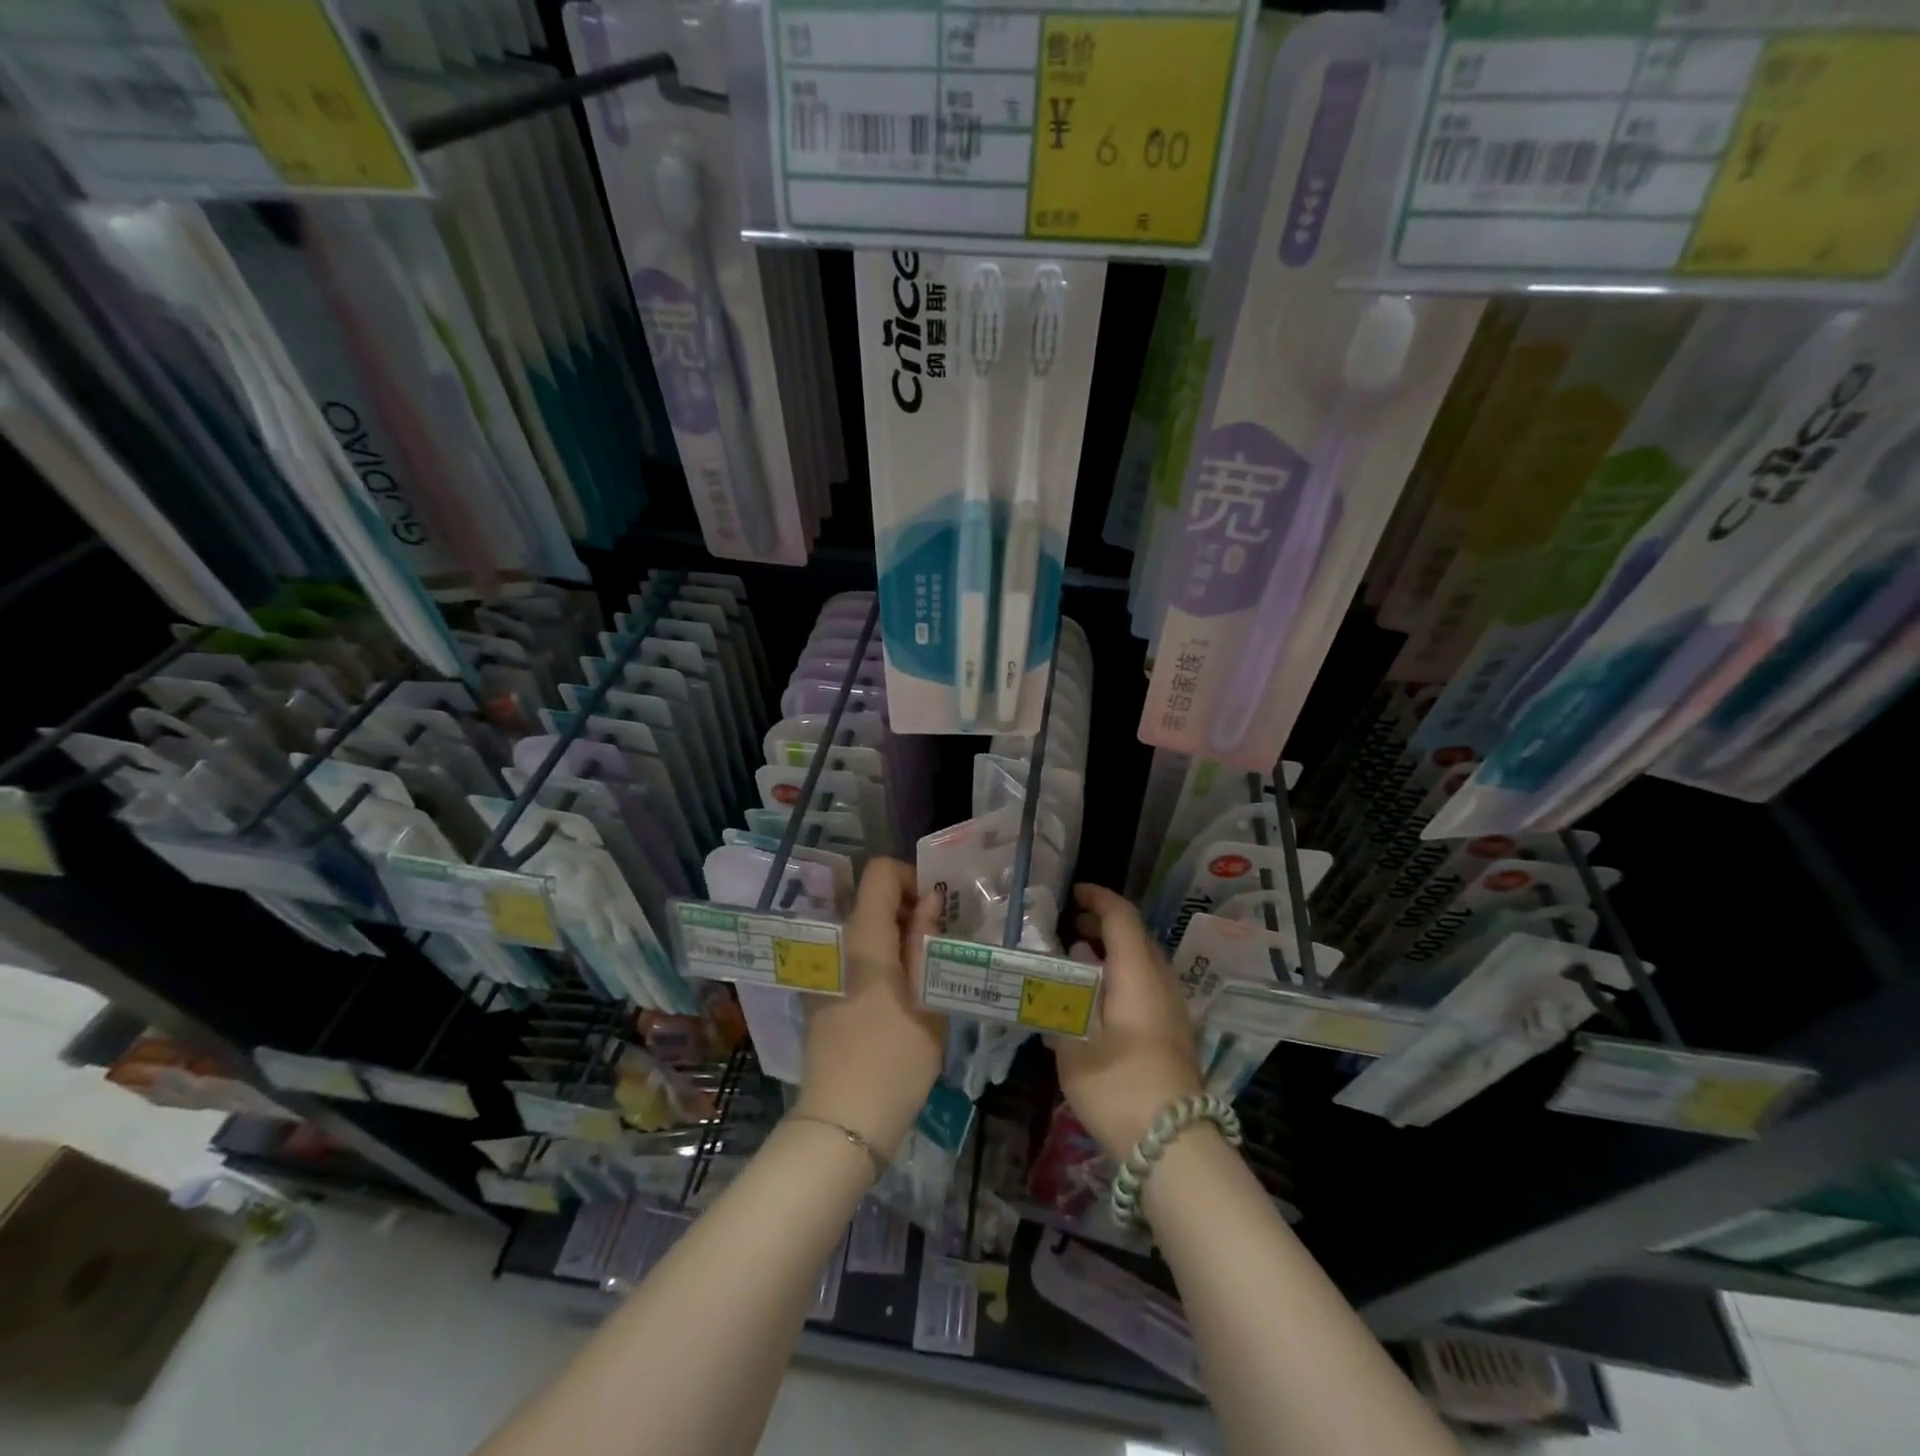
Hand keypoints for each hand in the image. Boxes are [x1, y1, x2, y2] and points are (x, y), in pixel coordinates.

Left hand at [797, 858, 945, 1158]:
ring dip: (899, 937)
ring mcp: (828, 971)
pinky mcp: (826, 995)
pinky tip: (905, 995)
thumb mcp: (926, 998)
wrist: (844, 1122)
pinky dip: (883, 959)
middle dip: (911, 909)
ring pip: (867, 930)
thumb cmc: (895, 1058)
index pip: (880, 872)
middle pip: (873, 900)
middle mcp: (839, 944)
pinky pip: (857, 957)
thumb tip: (931, 898)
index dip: (912, 879)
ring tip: (929, 970)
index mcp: (863, 937)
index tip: (939, 911)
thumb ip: (926, 942)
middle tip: (943, 943)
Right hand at [1049, 883, 1202, 1160]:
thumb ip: (1066, 997)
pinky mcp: (1173, 1032)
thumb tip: (1069, 966)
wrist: (1172, 1144)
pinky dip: (1121, 975)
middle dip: (1102, 924)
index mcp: (1138, 973)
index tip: (1072, 894)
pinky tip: (1098, 998)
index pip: (1122, 917)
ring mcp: (1172, 1008)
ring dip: (1112, 952)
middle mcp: (1161, 981)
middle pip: (1135, 936)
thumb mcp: (1075, 1041)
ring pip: (1143, 961)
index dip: (1098, 899)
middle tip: (1068, 927)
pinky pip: (1147, 984)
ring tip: (1078, 960)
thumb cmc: (1118, 1085)